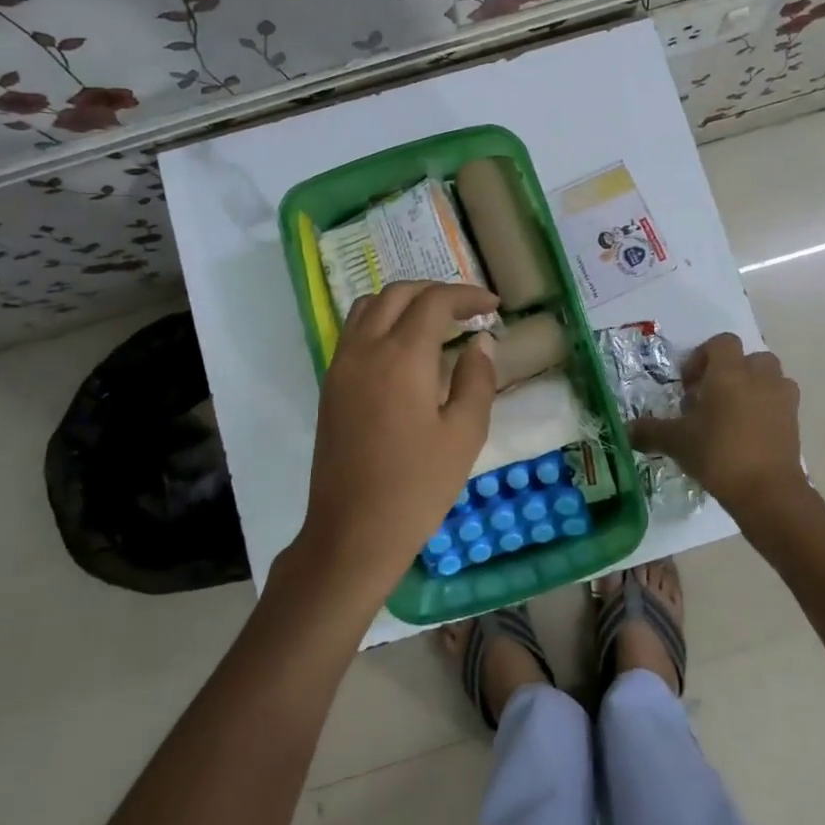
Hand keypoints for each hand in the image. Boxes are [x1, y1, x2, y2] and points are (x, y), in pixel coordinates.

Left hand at [300, 281, 499, 603]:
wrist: (353, 532)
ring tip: (435, 322)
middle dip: (436, 291)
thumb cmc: (417, 486)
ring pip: (369, 306)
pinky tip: (404, 348)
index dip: (467, 295)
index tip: (493, 306)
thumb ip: (477, 379)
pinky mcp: (330, 384)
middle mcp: (366, 348)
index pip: (435, 301)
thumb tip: (480, 343)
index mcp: (402, 356)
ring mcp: (342, 365)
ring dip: (404, 301)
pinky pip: (354, 330)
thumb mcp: (465, 434)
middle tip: (468, 310)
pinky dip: (382, 320)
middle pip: (399, 293)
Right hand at [629, 333, 808, 524]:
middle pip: (749, 358)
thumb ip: (650, 431)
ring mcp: (782, 399)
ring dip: (753, 389)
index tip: (689, 385)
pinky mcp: (795, 423)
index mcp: (729, 372)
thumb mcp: (676, 441)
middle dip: (731, 373)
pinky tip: (748, 436)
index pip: (721, 343)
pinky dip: (767, 411)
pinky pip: (780, 404)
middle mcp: (759, 377)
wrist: (767, 491)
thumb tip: (626, 430)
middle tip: (710, 399)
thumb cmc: (718, 453)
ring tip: (732, 416)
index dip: (703, 357)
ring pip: (770, 379)